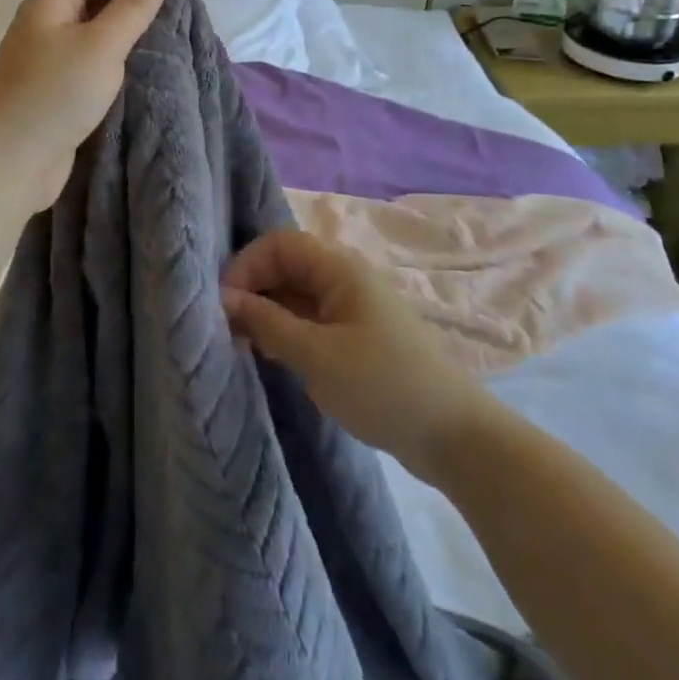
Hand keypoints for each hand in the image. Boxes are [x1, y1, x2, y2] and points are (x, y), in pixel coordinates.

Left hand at [0, 0, 170, 212]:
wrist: (7, 163)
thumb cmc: (55, 95)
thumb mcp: (102, 46)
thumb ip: (133, 7)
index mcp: (49, 1)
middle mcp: (44, 23)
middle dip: (129, 1)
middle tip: (167, 21)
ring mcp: (45, 58)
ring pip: (90, 31)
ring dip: (122, 34)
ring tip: (156, 47)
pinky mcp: (51, 90)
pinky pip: (85, 62)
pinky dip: (110, 62)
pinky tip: (131, 76)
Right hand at [222, 230, 492, 476]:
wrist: (454, 436)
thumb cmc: (383, 386)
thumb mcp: (317, 356)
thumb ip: (268, 323)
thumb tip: (226, 299)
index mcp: (340, 269)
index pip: (280, 244)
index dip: (247, 265)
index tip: (224, 303)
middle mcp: (344, 278)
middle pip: (287, 265)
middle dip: (253, 288)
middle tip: (226, 326)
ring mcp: (351, 308)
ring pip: (296, 293)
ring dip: (267, 311)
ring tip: (241, 342)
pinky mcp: (355, 336)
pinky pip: (310, 318)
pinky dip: (285, 328)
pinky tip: (270, 353)